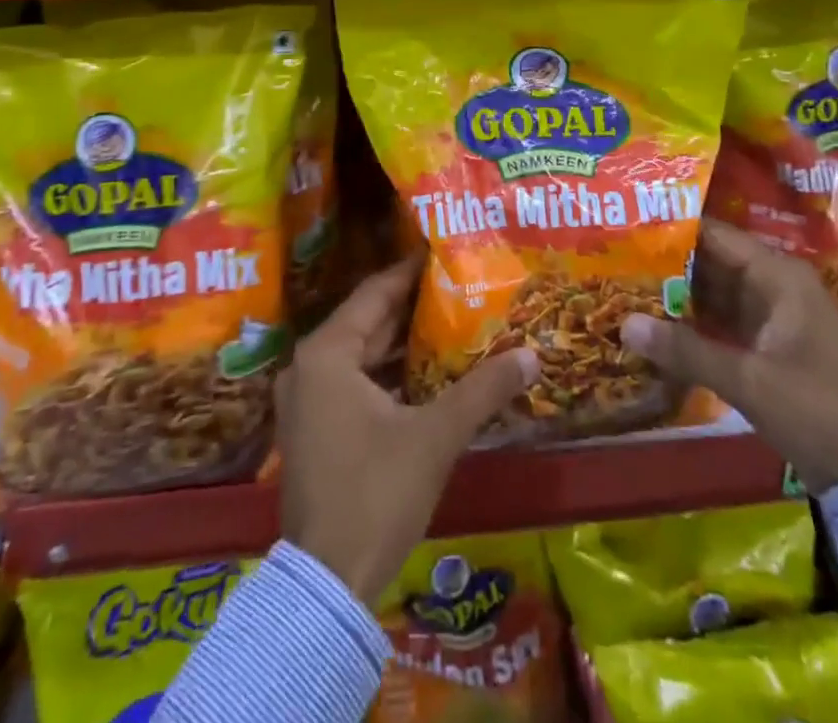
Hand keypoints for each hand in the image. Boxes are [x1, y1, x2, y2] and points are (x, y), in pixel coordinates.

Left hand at [277, 256, 538, 602]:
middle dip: (410, 307)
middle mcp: (308, 367)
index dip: (410, 272)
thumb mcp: (435, 436)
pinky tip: (424, 373)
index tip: (442, 253)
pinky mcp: (312, 430)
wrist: (327, 584)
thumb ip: (483, 390)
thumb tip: (532, 355)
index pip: (374, 294)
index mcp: (327, 353)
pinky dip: (385, 374)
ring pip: (359, 355)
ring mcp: (305, 401)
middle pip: (366, 323)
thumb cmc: (376, 493)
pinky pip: (352, 383)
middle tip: (456, 286)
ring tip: (449, 322)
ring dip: (400, 343)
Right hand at [622, 219, 837, 494]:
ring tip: (622, 283)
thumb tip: (624, 323)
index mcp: (778, 275)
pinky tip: (652, 323)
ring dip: (674, 292)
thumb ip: (686, 350)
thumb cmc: (815, 411)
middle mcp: (773, 284)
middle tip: (613, 256)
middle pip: (709, 260)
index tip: (626, 227)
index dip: (672, 228)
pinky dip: (689, 321)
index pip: (715, 235)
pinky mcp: (764, 343)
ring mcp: (769, 314)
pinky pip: (719, 319)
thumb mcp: (748, 379)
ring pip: (711, 291)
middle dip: (665, 261)